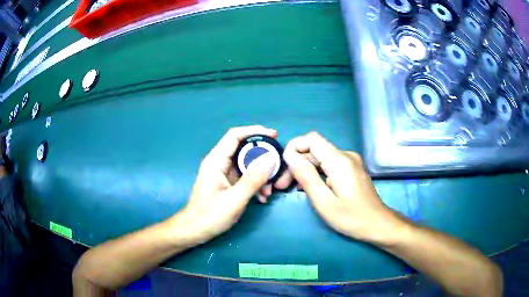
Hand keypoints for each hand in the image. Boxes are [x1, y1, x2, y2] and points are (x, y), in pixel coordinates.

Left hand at [175, 126, 283, 243]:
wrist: (195, 231)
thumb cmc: (210, 216)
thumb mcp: (235, 199)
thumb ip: (253, 179)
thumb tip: (270, 159)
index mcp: (216, 161)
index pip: (235, 136)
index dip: (254, 131)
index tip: (274, 135)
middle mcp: (219, 163)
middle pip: (244, 149)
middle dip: (262, 158)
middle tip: (278, 167)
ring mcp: (223, 174)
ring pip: (247, 164)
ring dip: (261, 174)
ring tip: (269, 190)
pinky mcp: (227, 183)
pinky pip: (245, 177)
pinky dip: (255, 183)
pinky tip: (262, 197)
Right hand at [282, 132, 405, 244]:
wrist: (377, 224)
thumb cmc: (351, 217)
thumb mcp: (324, 201)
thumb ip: (306, 176)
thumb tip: (289, 156)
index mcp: (339, 160)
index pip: (311, 139)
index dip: (294, 147)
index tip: (283, 167)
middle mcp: (345, 155)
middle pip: (314, 150)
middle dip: (296, 164)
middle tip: (282, 186)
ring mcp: (350, 162)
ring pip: (320, 158)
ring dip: (304, 170)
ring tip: (291, 189)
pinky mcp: (351, 169)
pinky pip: (329, 165)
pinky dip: (316, 173)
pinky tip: (309, 187)